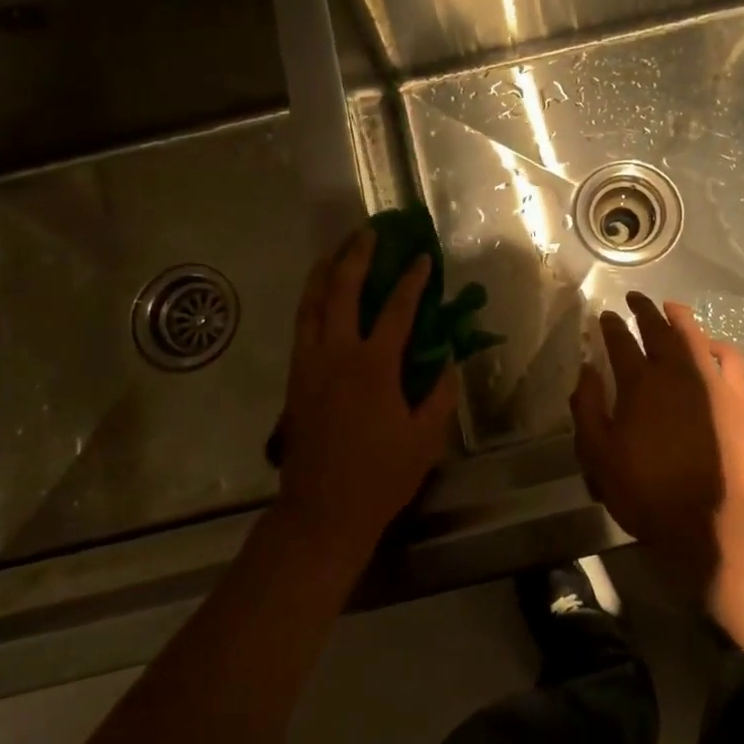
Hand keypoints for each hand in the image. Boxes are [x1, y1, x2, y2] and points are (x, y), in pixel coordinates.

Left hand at [272, 230, 459, 562]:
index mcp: (373, 366)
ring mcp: (310, 363)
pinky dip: (310, 300)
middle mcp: (337, 354)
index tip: (423, 259)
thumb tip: (448, 360)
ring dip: (325, 271)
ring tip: (337, 249)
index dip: (413, 281)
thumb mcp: (426, 437)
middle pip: (343, 291)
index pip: (397, 309)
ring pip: (312, 303)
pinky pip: (301, 325)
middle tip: (370, 233)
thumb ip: (440, 393)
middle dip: (357, 257)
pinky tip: (319, 295)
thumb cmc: (381, 476)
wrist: (322, 510)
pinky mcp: (295, 377)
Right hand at [569, 293, 743, 593]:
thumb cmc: (644, 490)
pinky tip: (711, 345)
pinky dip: (718, 345)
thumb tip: (587, 370)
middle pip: (657, 328)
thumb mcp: (597, 455)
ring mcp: (709, 381)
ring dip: (679, 317)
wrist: (706, 520)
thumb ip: (587, 407)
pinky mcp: (735, 397)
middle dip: (643, 310)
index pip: (620, 341)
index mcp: (637, 383)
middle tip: (634, 299)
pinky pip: (730, 358)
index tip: (604, 316)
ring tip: (671, 307)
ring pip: (693, 335)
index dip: (610, 326)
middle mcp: (673, 371)